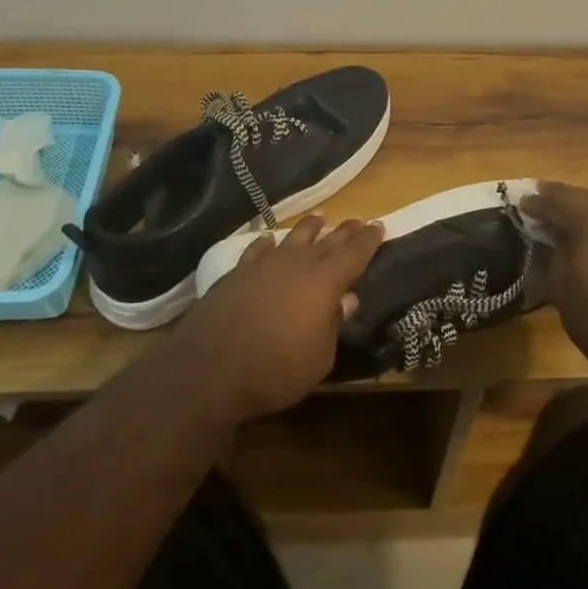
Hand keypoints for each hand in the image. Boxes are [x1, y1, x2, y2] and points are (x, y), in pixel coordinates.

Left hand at [163, 215, 384, 423]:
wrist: (208, 370)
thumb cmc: (275, 370)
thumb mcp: (319, 358)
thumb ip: (333, 325)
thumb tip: (346, 299)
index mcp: (324, 282)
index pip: (354, 254)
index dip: (368, 240)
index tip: (379, 226)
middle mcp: (296, 265)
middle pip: (327, 241)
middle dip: (345, 231)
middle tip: (360, 220)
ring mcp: (263, 266)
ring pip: (293, 238)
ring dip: (309, 228)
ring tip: (321, 218)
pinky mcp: (236, 274)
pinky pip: (258, 250)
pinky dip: (268, 243)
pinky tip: (270, 240)